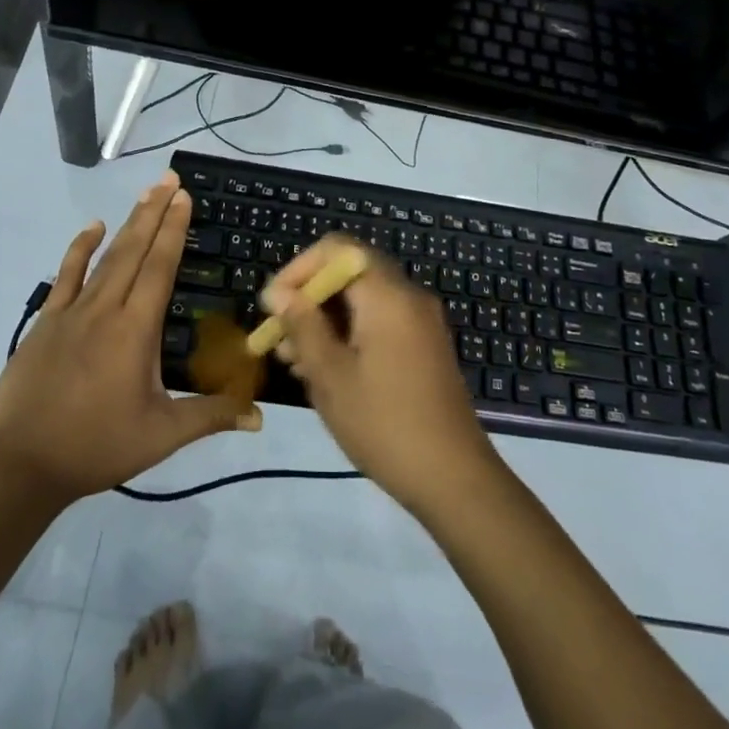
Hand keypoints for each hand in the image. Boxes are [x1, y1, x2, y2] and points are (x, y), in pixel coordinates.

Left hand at [0, 175, 258, 505]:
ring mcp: (72, 312)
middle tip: (170, 179)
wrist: (22, 466)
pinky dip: (79, 249)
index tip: (184, 197)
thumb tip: (259, 417)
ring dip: (128, 223)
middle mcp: (105, 309)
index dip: (174, 230)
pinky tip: (92, 228)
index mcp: (135, 330)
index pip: (159, 268)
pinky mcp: (46, 322)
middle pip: (134, 250)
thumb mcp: (161, 436)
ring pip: (106, 257)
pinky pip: (65, 276)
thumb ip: (210, 417)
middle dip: (155, 212)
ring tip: (145, 194)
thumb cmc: (97, 446)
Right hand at [263, 239, 502, 518]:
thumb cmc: (384, 424)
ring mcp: (420, 321)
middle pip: (349, 272)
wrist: (454, 479)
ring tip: (292, 360)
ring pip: (363, 299)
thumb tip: (280, 294)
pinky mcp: (424, 345)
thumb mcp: (331, 377)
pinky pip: (380, 320)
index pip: (337, 249)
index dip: (299, 269)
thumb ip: (303, 326)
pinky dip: (349, 333)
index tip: (274, 306)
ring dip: (326, 319)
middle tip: (279, 335)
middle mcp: (408, 295)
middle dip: (309, 297)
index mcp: (388, 294)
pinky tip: (325, 370)